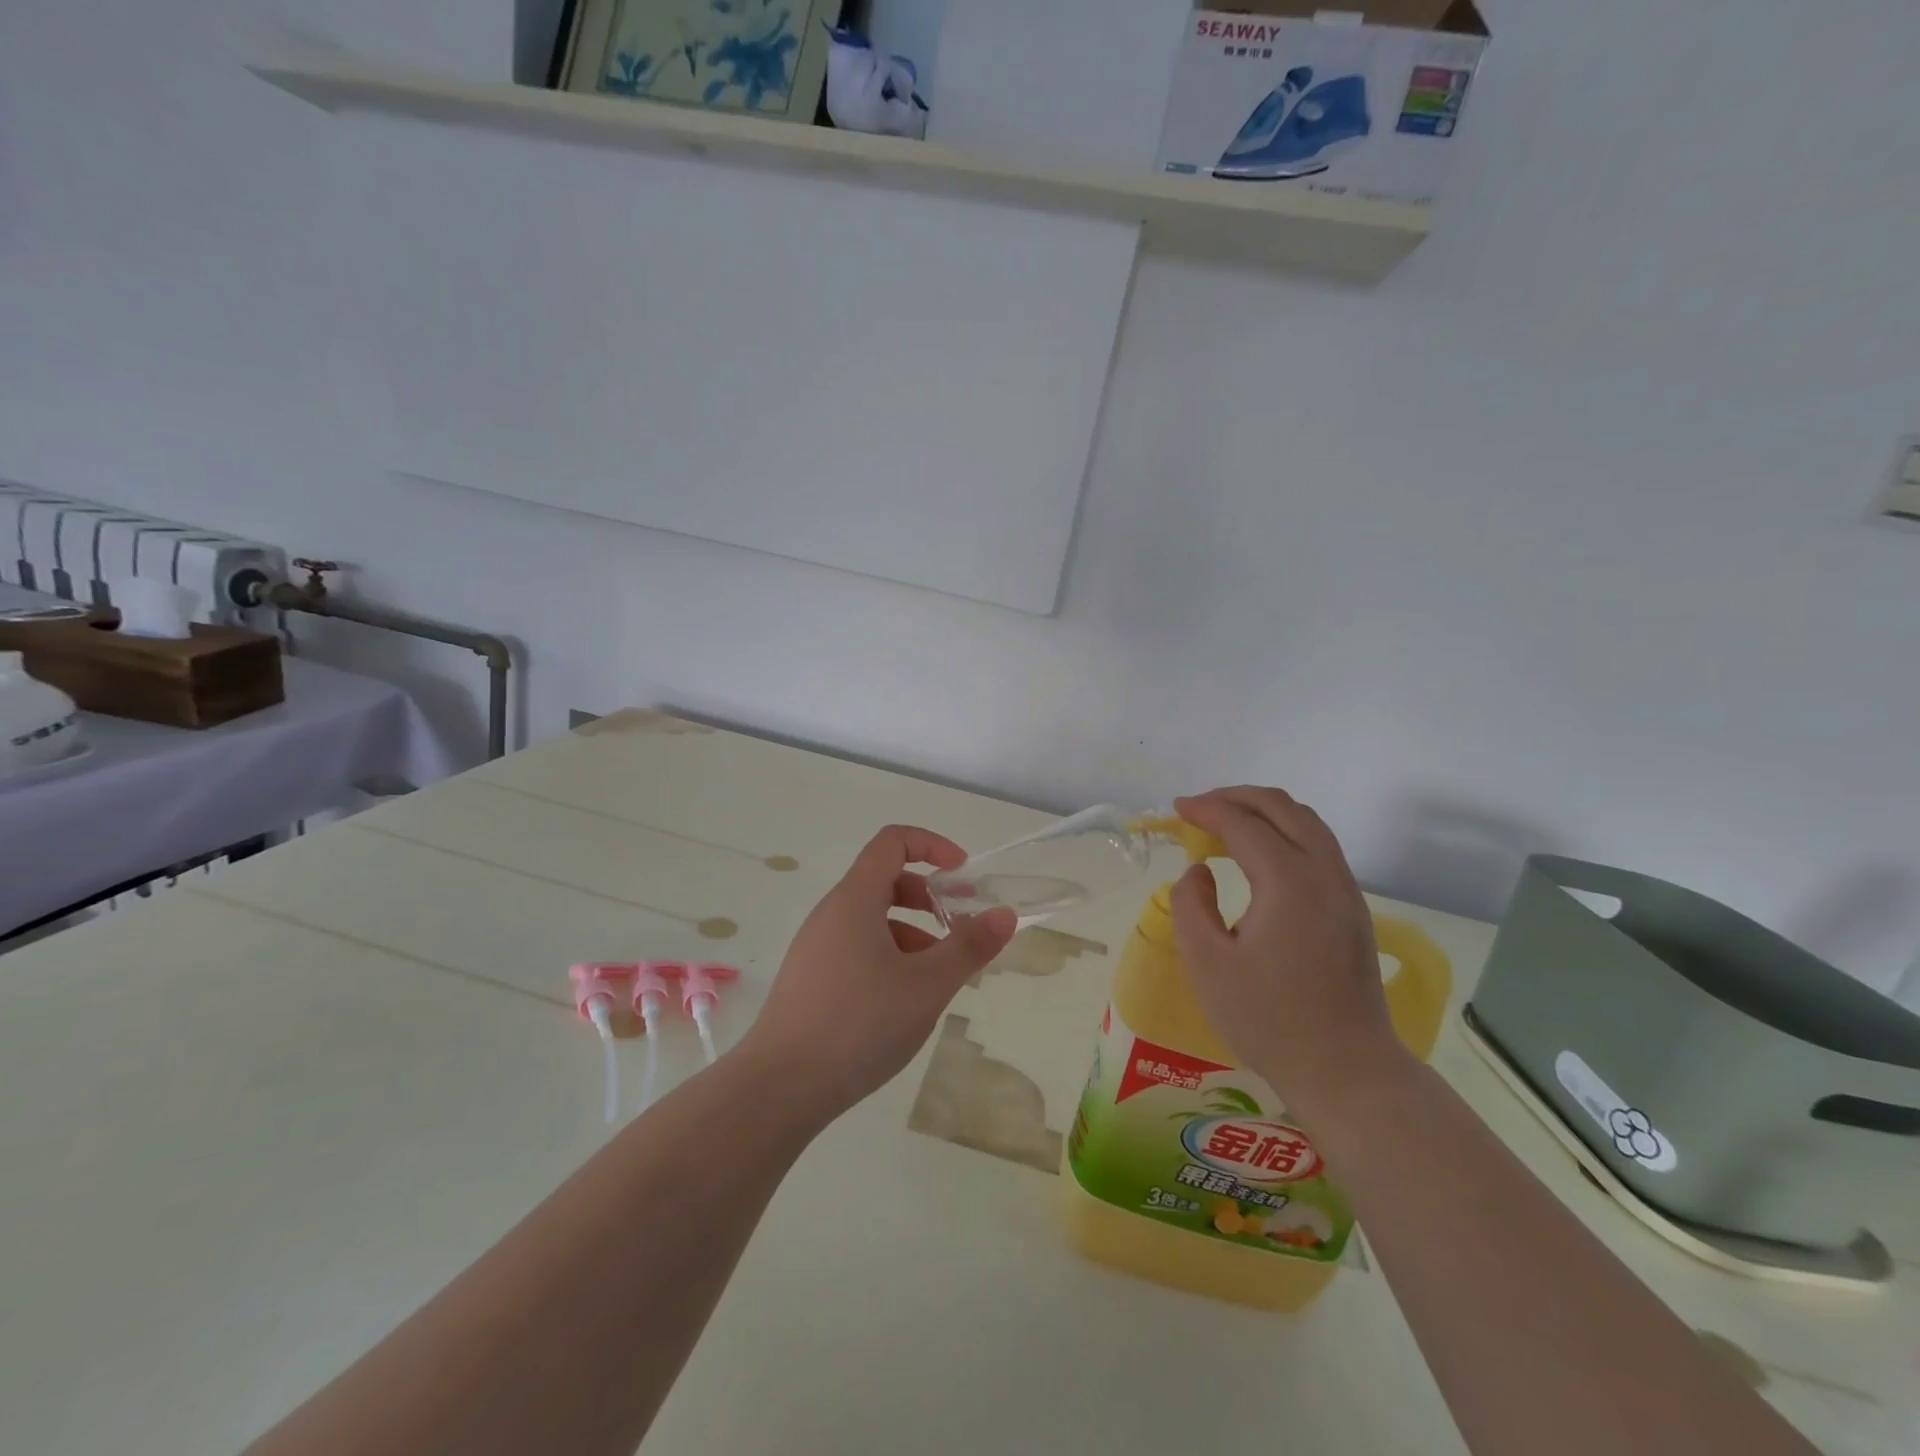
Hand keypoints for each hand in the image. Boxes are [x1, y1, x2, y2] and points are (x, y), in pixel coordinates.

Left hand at [738, 824, 1016, 1121]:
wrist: (779, 1087)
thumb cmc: (859, 1024)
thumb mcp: (927, 985)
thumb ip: (968, 947)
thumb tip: (1004, 914)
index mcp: (856, 899)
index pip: (893, 842)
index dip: (932, 845)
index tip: (963, 875)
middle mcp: (832, 913)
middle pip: (885, 881)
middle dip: (929, 897)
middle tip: (960, 930)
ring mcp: (816, 947)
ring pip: (873, 921)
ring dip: (912, 934)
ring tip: (938, 978)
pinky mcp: (810, 979)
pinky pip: (857, 949)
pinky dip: (888, 958)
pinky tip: (903, 1003)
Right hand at [1169, 787, 1409, 1118]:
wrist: (1346, 1070)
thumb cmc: (1269, 1020)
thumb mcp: (1207, 965)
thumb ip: (1190, 905)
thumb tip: (1199, 872)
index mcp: (1289, 882)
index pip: (1243, 824)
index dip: (1206, 809)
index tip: (1176, 810)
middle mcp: (1325, 874)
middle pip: (1283, 808)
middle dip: (1237, 797)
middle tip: (1199, 808)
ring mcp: (1346, 890)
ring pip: (1307, 823)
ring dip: (1264, 812)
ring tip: (1226, 823)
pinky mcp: (1353, 909)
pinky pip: (1319, 846)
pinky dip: (1284, 832)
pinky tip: (1260, 855)